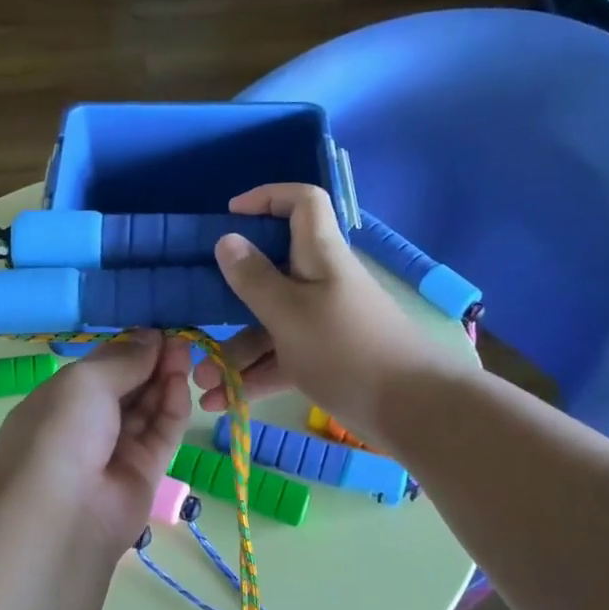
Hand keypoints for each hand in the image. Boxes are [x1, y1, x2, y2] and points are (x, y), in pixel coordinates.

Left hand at [0, 332, 192, 558]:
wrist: (62, 515)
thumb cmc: (61, 433)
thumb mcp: (85, 381)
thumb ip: (123, 358)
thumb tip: (150, 337)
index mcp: (58, 402)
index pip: (99, 370)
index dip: (127, 350)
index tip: (156, 331)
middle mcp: (85, 426)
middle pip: (126, 387)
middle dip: (151, 362)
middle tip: (180, 340)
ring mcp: (115, 451)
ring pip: (147, 409)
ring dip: (165, 380)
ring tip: (186, 354)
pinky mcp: (144, 473)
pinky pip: (161, 434)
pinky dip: (173, 408)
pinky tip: (183, 383)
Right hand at [191, 184, 435, 436]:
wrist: (413, 411)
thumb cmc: (346, 350)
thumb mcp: (290, 313)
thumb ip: (254, 279)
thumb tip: (227, 239)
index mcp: (319, 256)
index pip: (302, 203)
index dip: (268, 198)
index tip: (229, 216)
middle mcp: (319, 283)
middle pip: (269, 273)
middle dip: (228, 299)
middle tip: (195, 318)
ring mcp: (322, 323)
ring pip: (269, 325)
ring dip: (235, 353)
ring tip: (202, 384)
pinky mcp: (324, 359)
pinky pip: (281, 358)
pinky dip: (254, 377)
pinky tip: (223, 402)